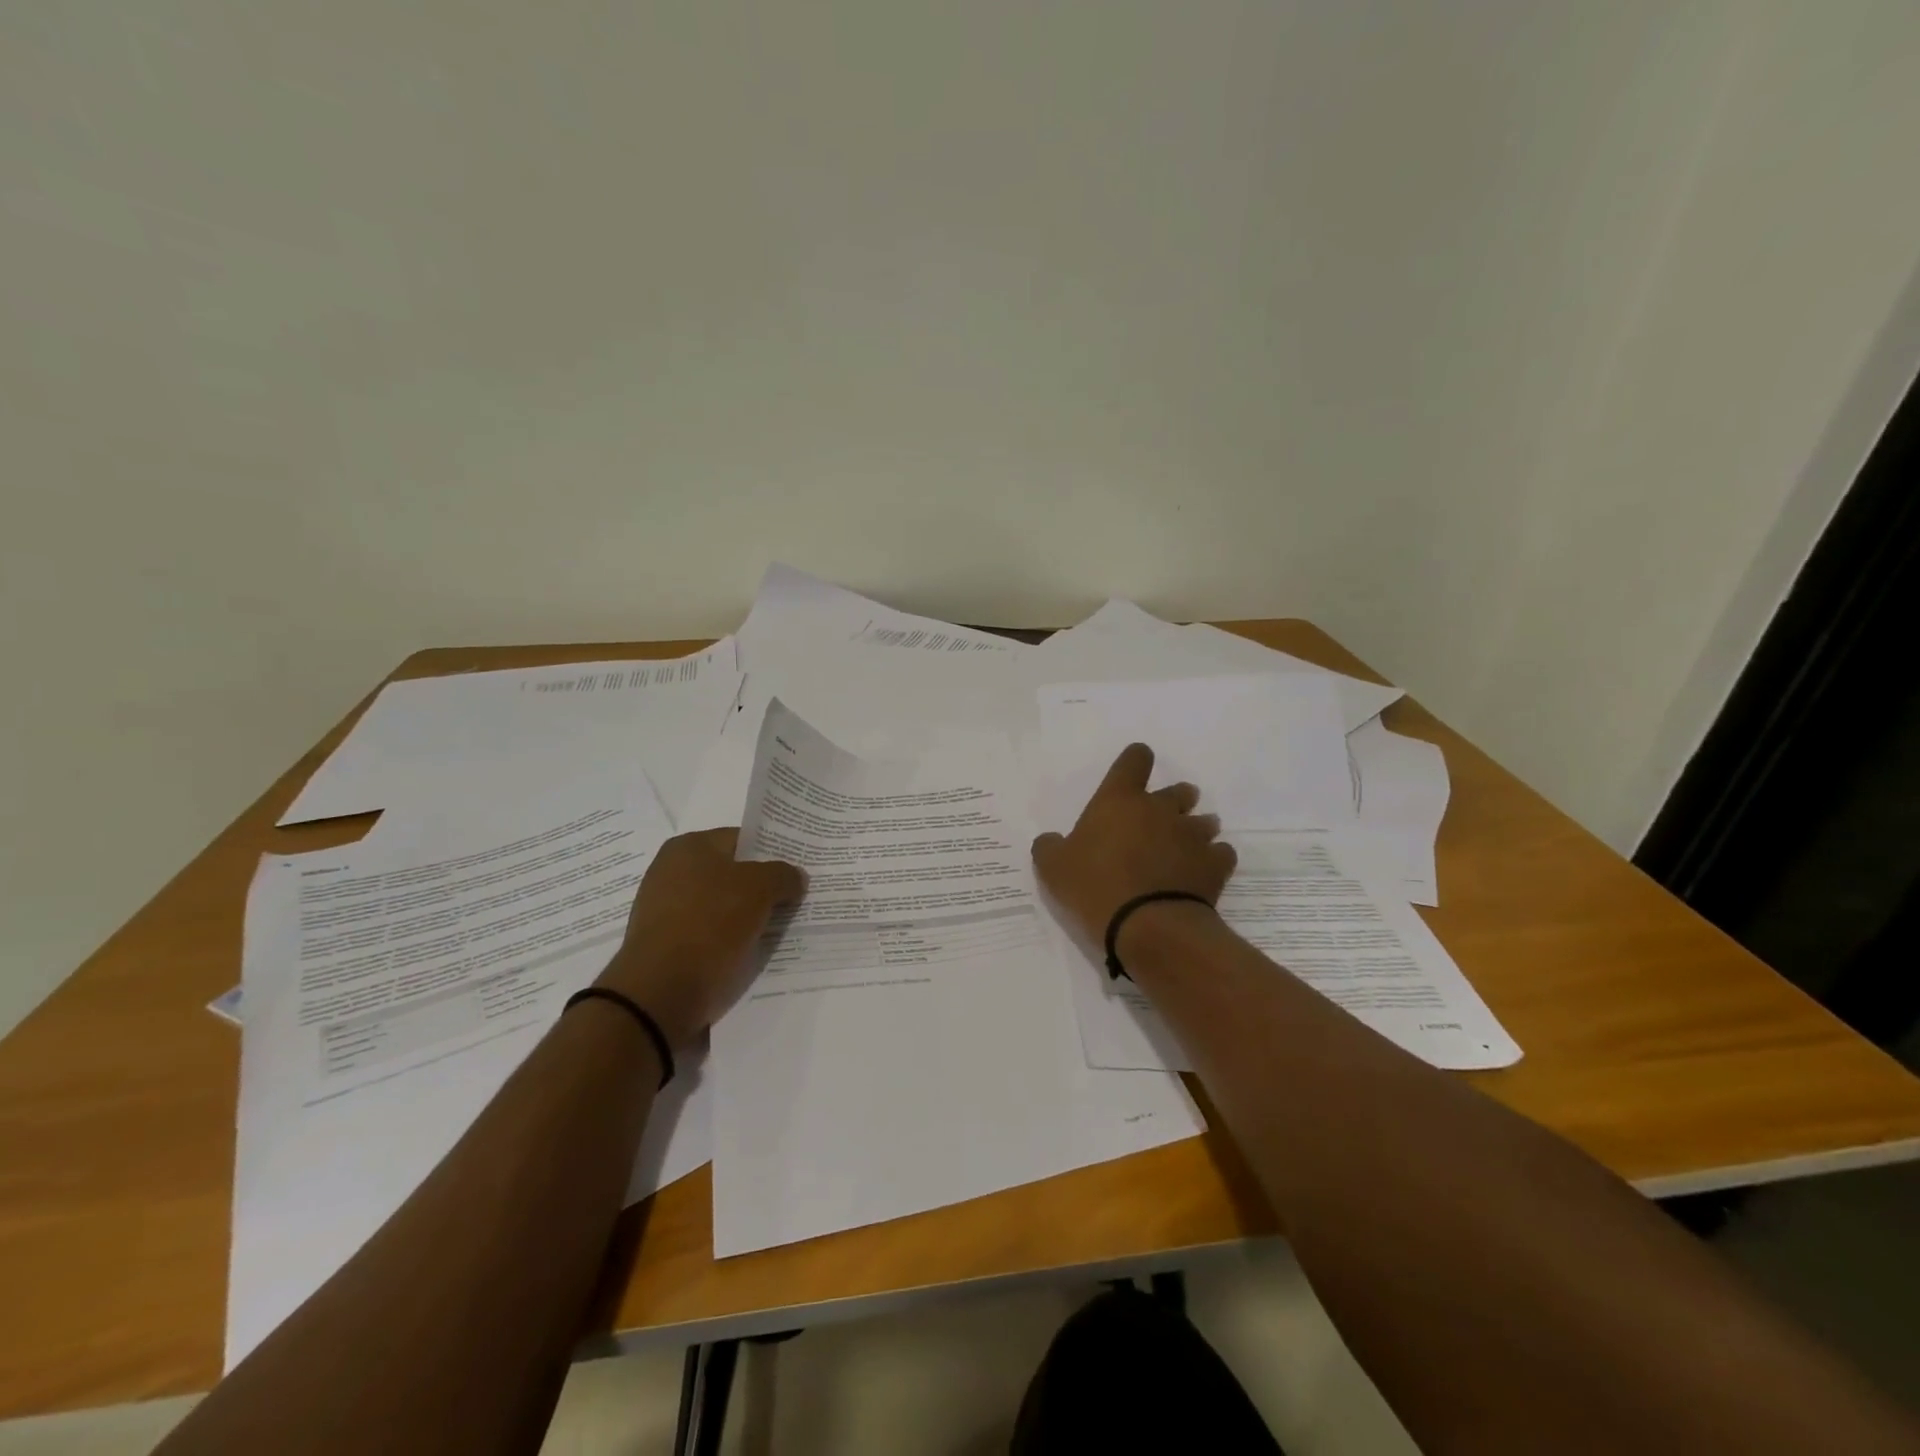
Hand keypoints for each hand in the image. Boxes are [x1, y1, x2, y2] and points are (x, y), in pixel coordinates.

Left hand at [597, 828, 805, 1049]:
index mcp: (688, 846)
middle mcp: (671, 871)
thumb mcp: (760, 889)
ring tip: (780, 927)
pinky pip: (709, 932)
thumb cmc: (710, 925)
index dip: (773, 852)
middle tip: (796, 897)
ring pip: (722, 905)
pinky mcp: (666, 943)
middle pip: (732, 873)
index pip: (743, 839)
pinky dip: (730, 939)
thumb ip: (783, 875)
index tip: (798, 869)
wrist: (660, 993)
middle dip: (762, 886)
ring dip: (748, 915)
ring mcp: (665, 909)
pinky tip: (752, 949)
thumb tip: (795, 877)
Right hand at [1031, 743, 1235, 951]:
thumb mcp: (1053, 869)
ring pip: (1205, 821)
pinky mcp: (1215, 864)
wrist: (1149, 926)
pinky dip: (1213, 859)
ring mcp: (1192, 835)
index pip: (1134, 760)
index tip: (1134, 771)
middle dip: (1175, 800)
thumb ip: (1050, 847)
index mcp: (1119, 800)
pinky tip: (1202, 873)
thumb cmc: (1095, 887)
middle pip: (1179, 790)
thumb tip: (1051, 840)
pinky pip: (1221, 852)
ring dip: (1196, 829)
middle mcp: (1160, 809)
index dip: (1135, 761)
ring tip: (1184, 849)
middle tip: (1162, 821)